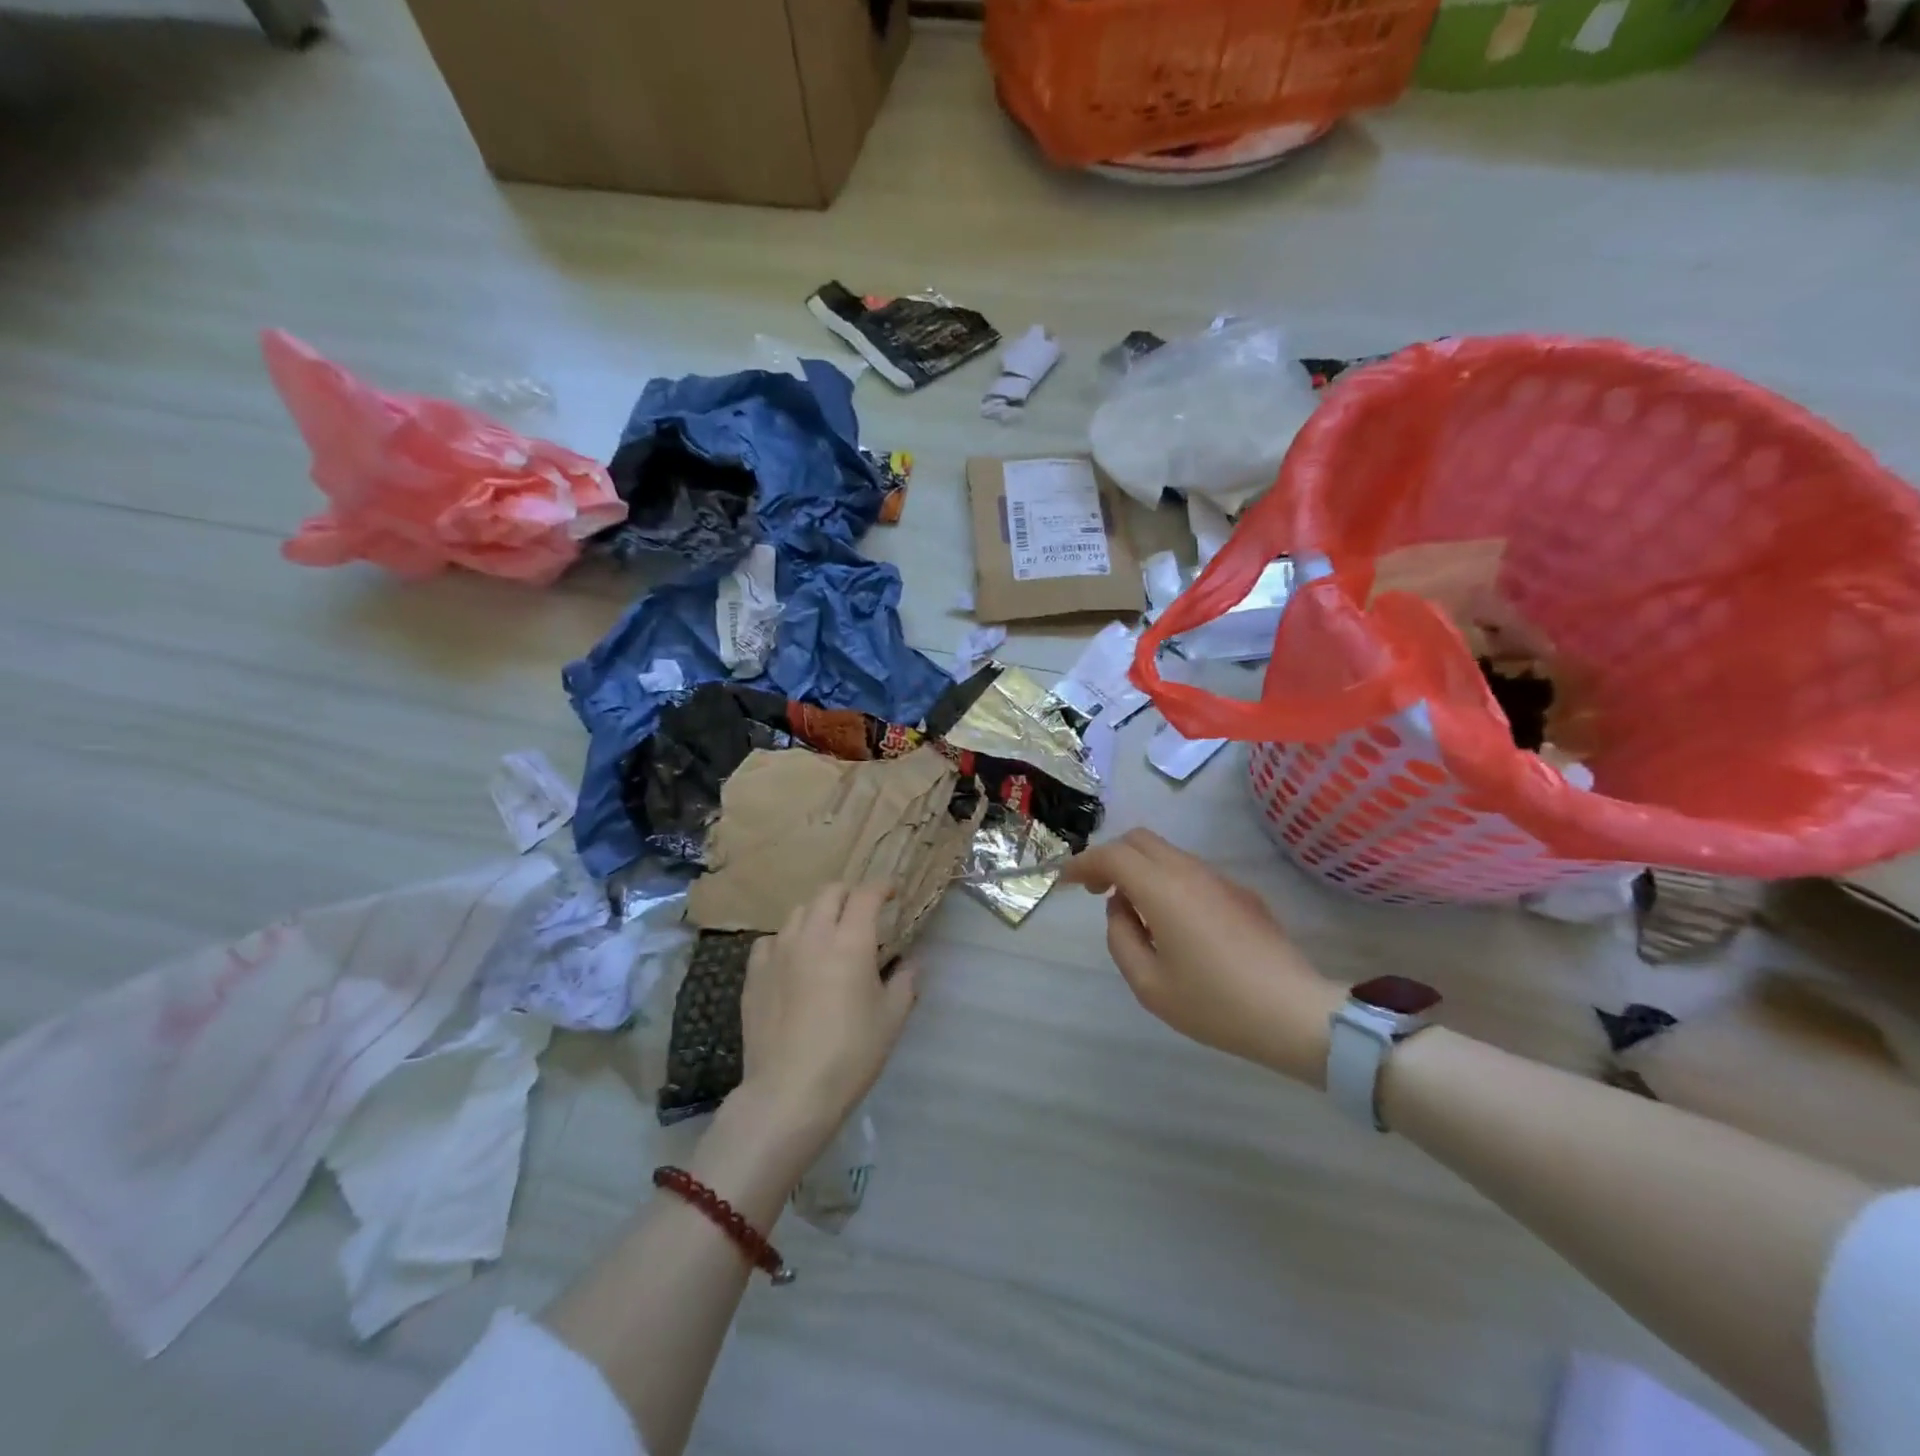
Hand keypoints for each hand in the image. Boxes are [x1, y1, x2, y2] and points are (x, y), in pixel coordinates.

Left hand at [737, 883, 919, 1145]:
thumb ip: (905, 982)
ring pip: (798, 912)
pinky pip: (770, 940)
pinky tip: (792, 959)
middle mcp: (812, 935)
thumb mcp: (892, 1018)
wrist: (789, 1092)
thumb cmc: (851, 1054)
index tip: (893, 892)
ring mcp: (778, 952)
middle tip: (861, 911)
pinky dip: (787, 940)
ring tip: (827, 934)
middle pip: (829, 892)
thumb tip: (911, 962)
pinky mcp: (754, 973)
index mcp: (851, 941)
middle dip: (849, 894)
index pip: (866, 894)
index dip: (882, 886)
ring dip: (817, 914)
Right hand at [1061, 829, 1342, 1084]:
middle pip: (1140, 840)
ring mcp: (1220, 880)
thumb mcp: (1149, 984)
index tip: (1066, 882)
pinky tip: (1172, 922)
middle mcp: (1190, 872)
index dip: (1084, 863)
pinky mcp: (1241, 894)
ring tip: (1132, 911)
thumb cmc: (1215, 1004)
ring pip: (1167, 853)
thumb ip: (1121, 937)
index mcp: (1163, 890)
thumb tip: (1121, 908)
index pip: (1113, 855)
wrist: (1295, 1014)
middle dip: (1110, 856)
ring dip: (1140, 868)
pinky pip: (1191, 872)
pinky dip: (1166, 880)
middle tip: (1096, 890)